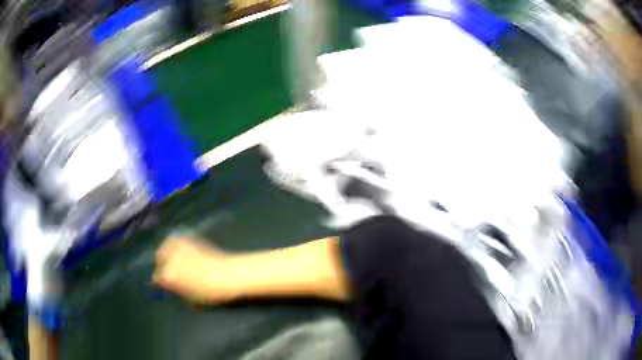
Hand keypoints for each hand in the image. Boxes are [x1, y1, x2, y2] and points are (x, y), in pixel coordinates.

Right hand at [153, 236, 229, 303]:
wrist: (227, 274)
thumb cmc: (210, 293)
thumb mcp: (191, 300)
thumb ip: (178, 293)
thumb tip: (175, 290)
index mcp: (167, 276)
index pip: (156, 279)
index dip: (162, 283)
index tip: (167, 284)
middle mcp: (167, 259)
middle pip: (159, 262)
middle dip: (164, 267)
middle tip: (173, 272)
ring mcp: (176, 246)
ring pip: (165, 249)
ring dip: (168, 254)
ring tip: (177, 260)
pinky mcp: (186, 237)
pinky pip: (175, 241)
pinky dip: (176, 245)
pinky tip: (183, 251)